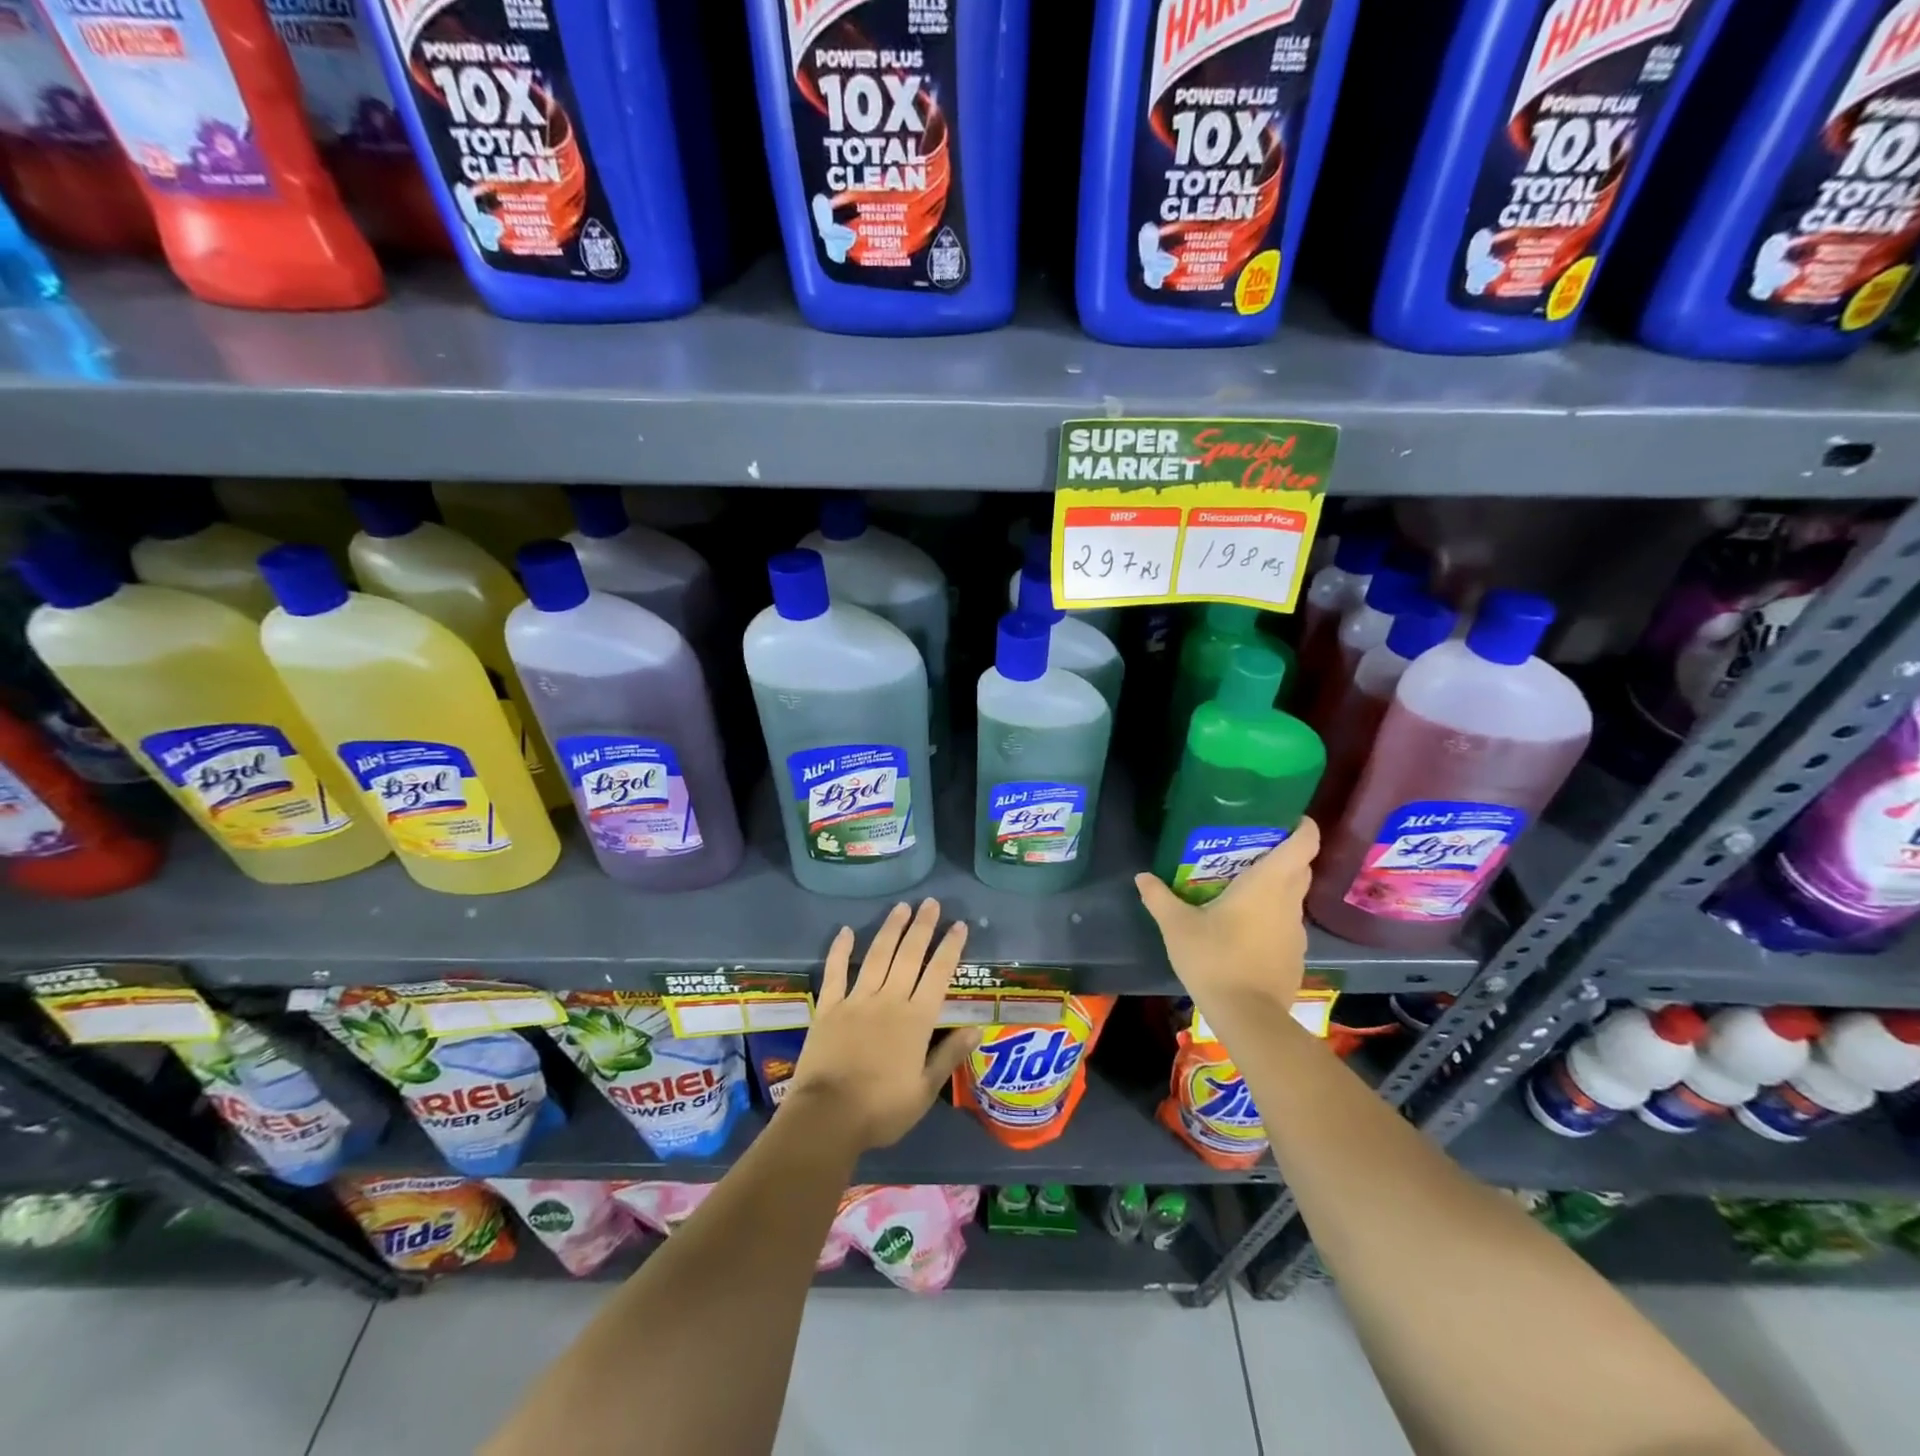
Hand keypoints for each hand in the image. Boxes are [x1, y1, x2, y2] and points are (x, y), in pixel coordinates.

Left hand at [784, 899, 980, 1152]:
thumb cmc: (882, 1109)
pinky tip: (847, 931)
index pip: (938, 975)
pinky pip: (835, 972)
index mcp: (916, 1020)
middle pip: (909, 956)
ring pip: (877, 956)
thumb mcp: (924, 1090)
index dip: (950, 948)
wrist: (828, 1117)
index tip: (959, 925)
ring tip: (901, 907)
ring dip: (890, 929)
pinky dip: (841, 950)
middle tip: (931, 902)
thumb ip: (949, 1055)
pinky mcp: (829, 1007)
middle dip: (922, 927)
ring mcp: (856, 1000)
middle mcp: (889, 1000)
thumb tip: (977, 1029)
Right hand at [1134, 818, 1319, 1025]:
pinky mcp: (1295, 954)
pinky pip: (1287, 922)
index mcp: (1268, 883)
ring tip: (1241, 886)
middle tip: (1249, 848)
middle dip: (1282, 853)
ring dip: (1275, 886)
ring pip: (1293, 896)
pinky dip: (1272, 916)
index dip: (1302, 825)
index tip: (1286, 817)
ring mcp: (1296, 930)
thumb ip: (1159, 898)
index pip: (1304, 843)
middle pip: (1300, 866)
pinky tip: (1245, 926)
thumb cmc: (1215, 959)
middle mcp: (1289, 901)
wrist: (1248, 1017)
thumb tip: (1141, 876)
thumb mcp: (1177, 927)